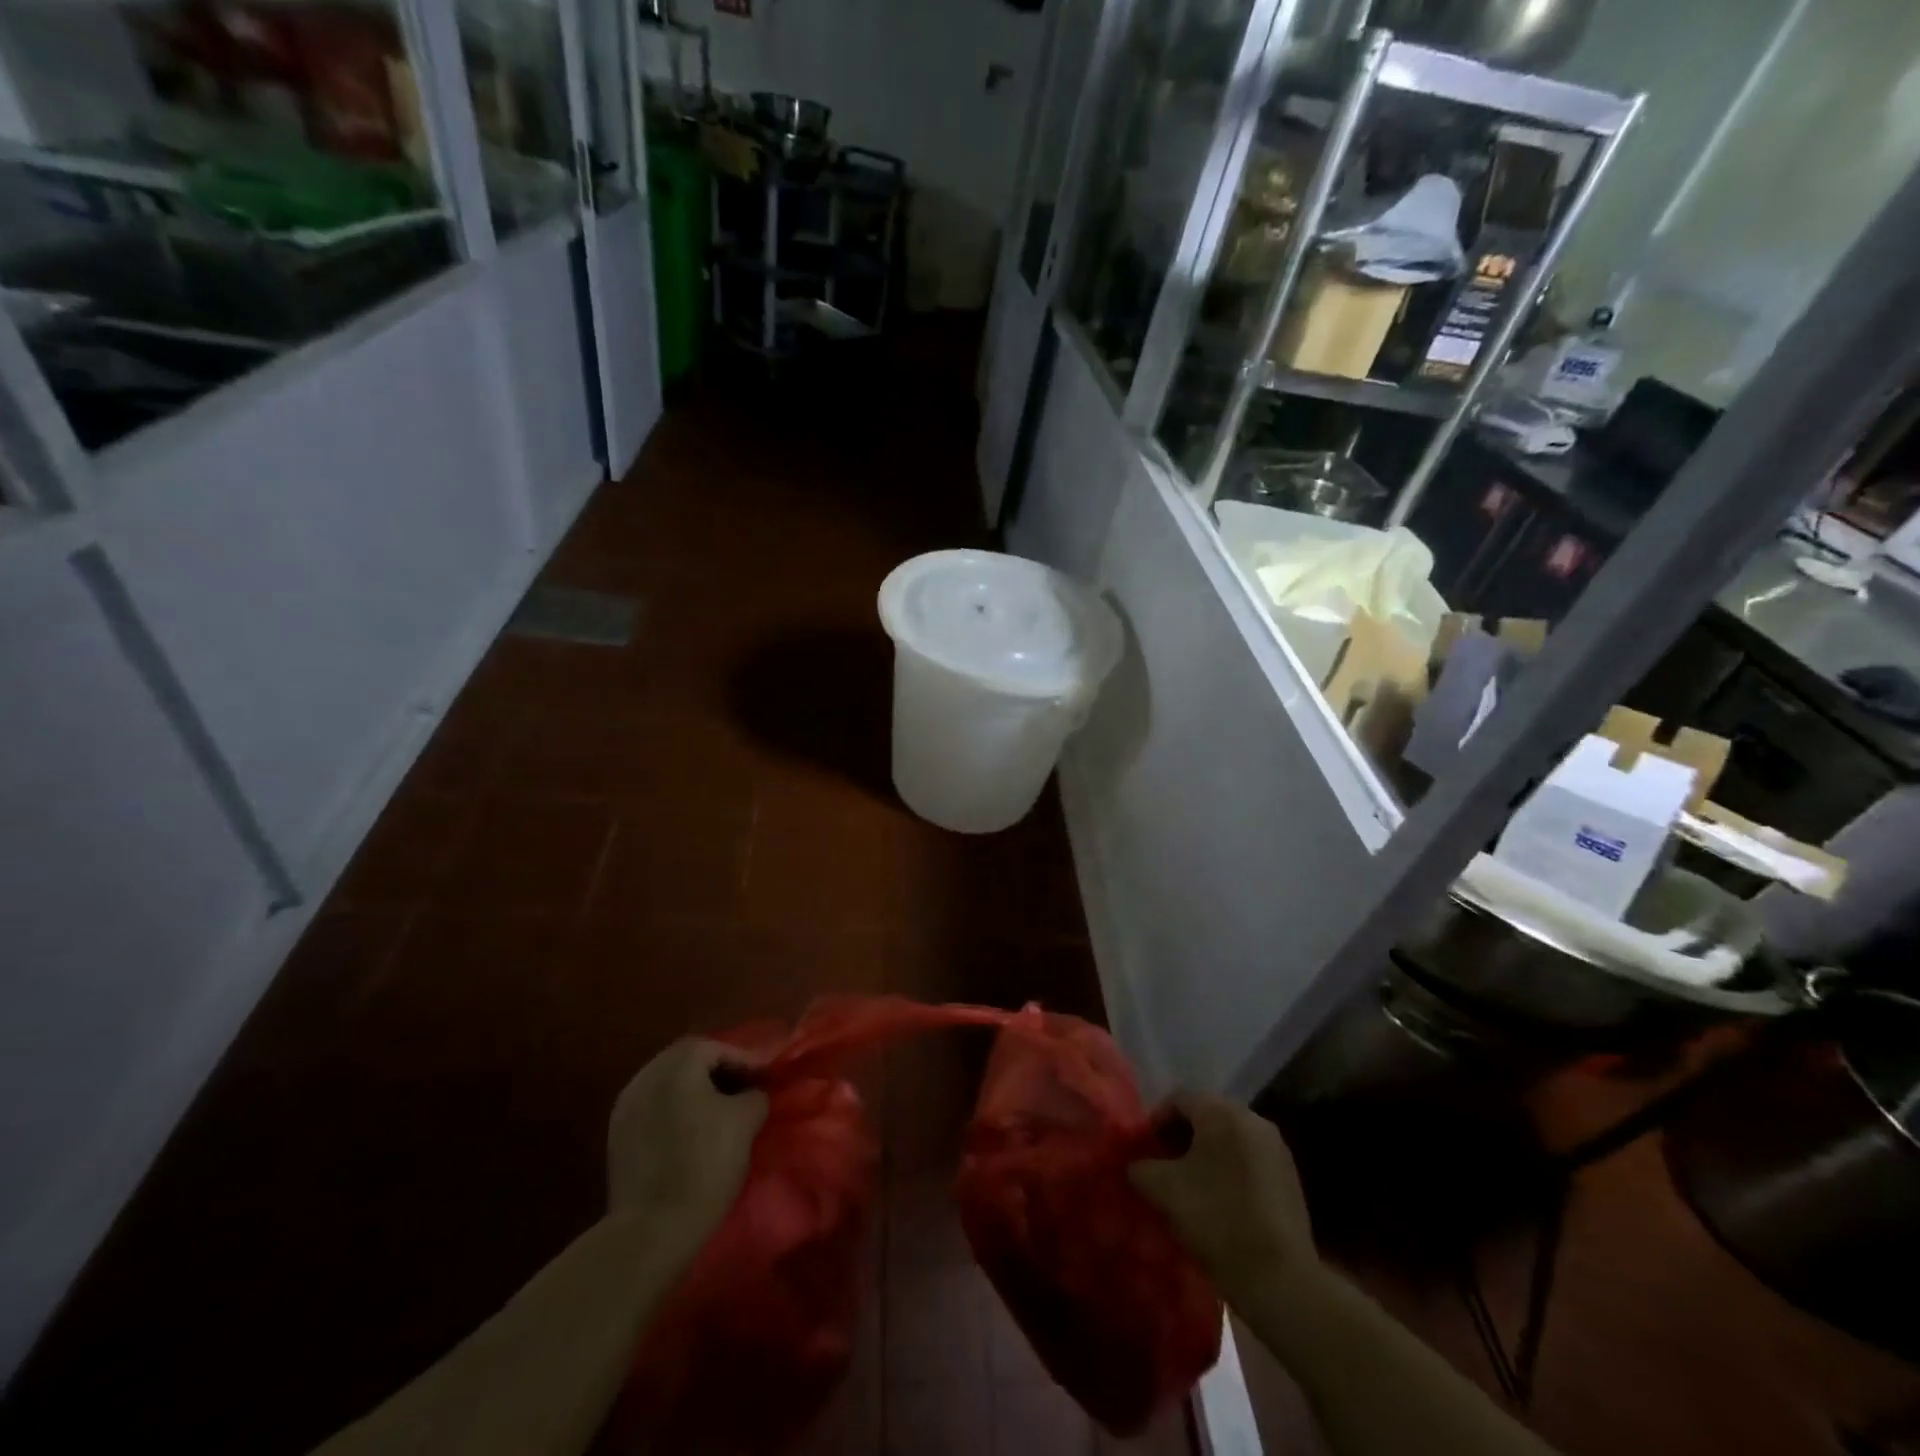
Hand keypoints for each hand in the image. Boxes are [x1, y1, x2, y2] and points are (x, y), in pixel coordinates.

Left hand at [607, 1038, 767, 1235]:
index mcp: (676, 1065)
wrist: (651, 1229)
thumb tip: (751, 1093)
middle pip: (689, 1061)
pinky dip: (676, 1111)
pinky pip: (654, 1108)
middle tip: (744, 1088)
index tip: (766, 1077)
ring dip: (696, 1091)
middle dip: (719, 1071)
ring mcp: (626, 1106)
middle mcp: (646, 1075)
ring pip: (669, 1085)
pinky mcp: (617, 1136)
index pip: (717, 1047)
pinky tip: (692, 1131)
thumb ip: (754, 1094)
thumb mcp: (746, 1121)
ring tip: (720, 1111)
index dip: (745, 1059)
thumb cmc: (705, 1164)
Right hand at [1129, 1092, 1315, 1293]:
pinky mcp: (1290, 1178)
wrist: (1280, 1279)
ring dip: (1206, 1154)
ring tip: (1190, 1185)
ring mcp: (1276, 1149)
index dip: (1156, 1120)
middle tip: (1164, 1165)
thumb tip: (1136, 1165)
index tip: (1145, 1149)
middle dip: (1181, 1136)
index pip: (1179, 1099)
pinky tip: (1220, 1201)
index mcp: (1222, 1113)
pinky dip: (1229, 1170)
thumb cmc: (1216, 1219)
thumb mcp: (1163, 1190)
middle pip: (1206, 1116)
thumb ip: (1141, 1167)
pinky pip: (1249, 1160)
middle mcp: (1253, 1119)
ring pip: (1229, 1139)